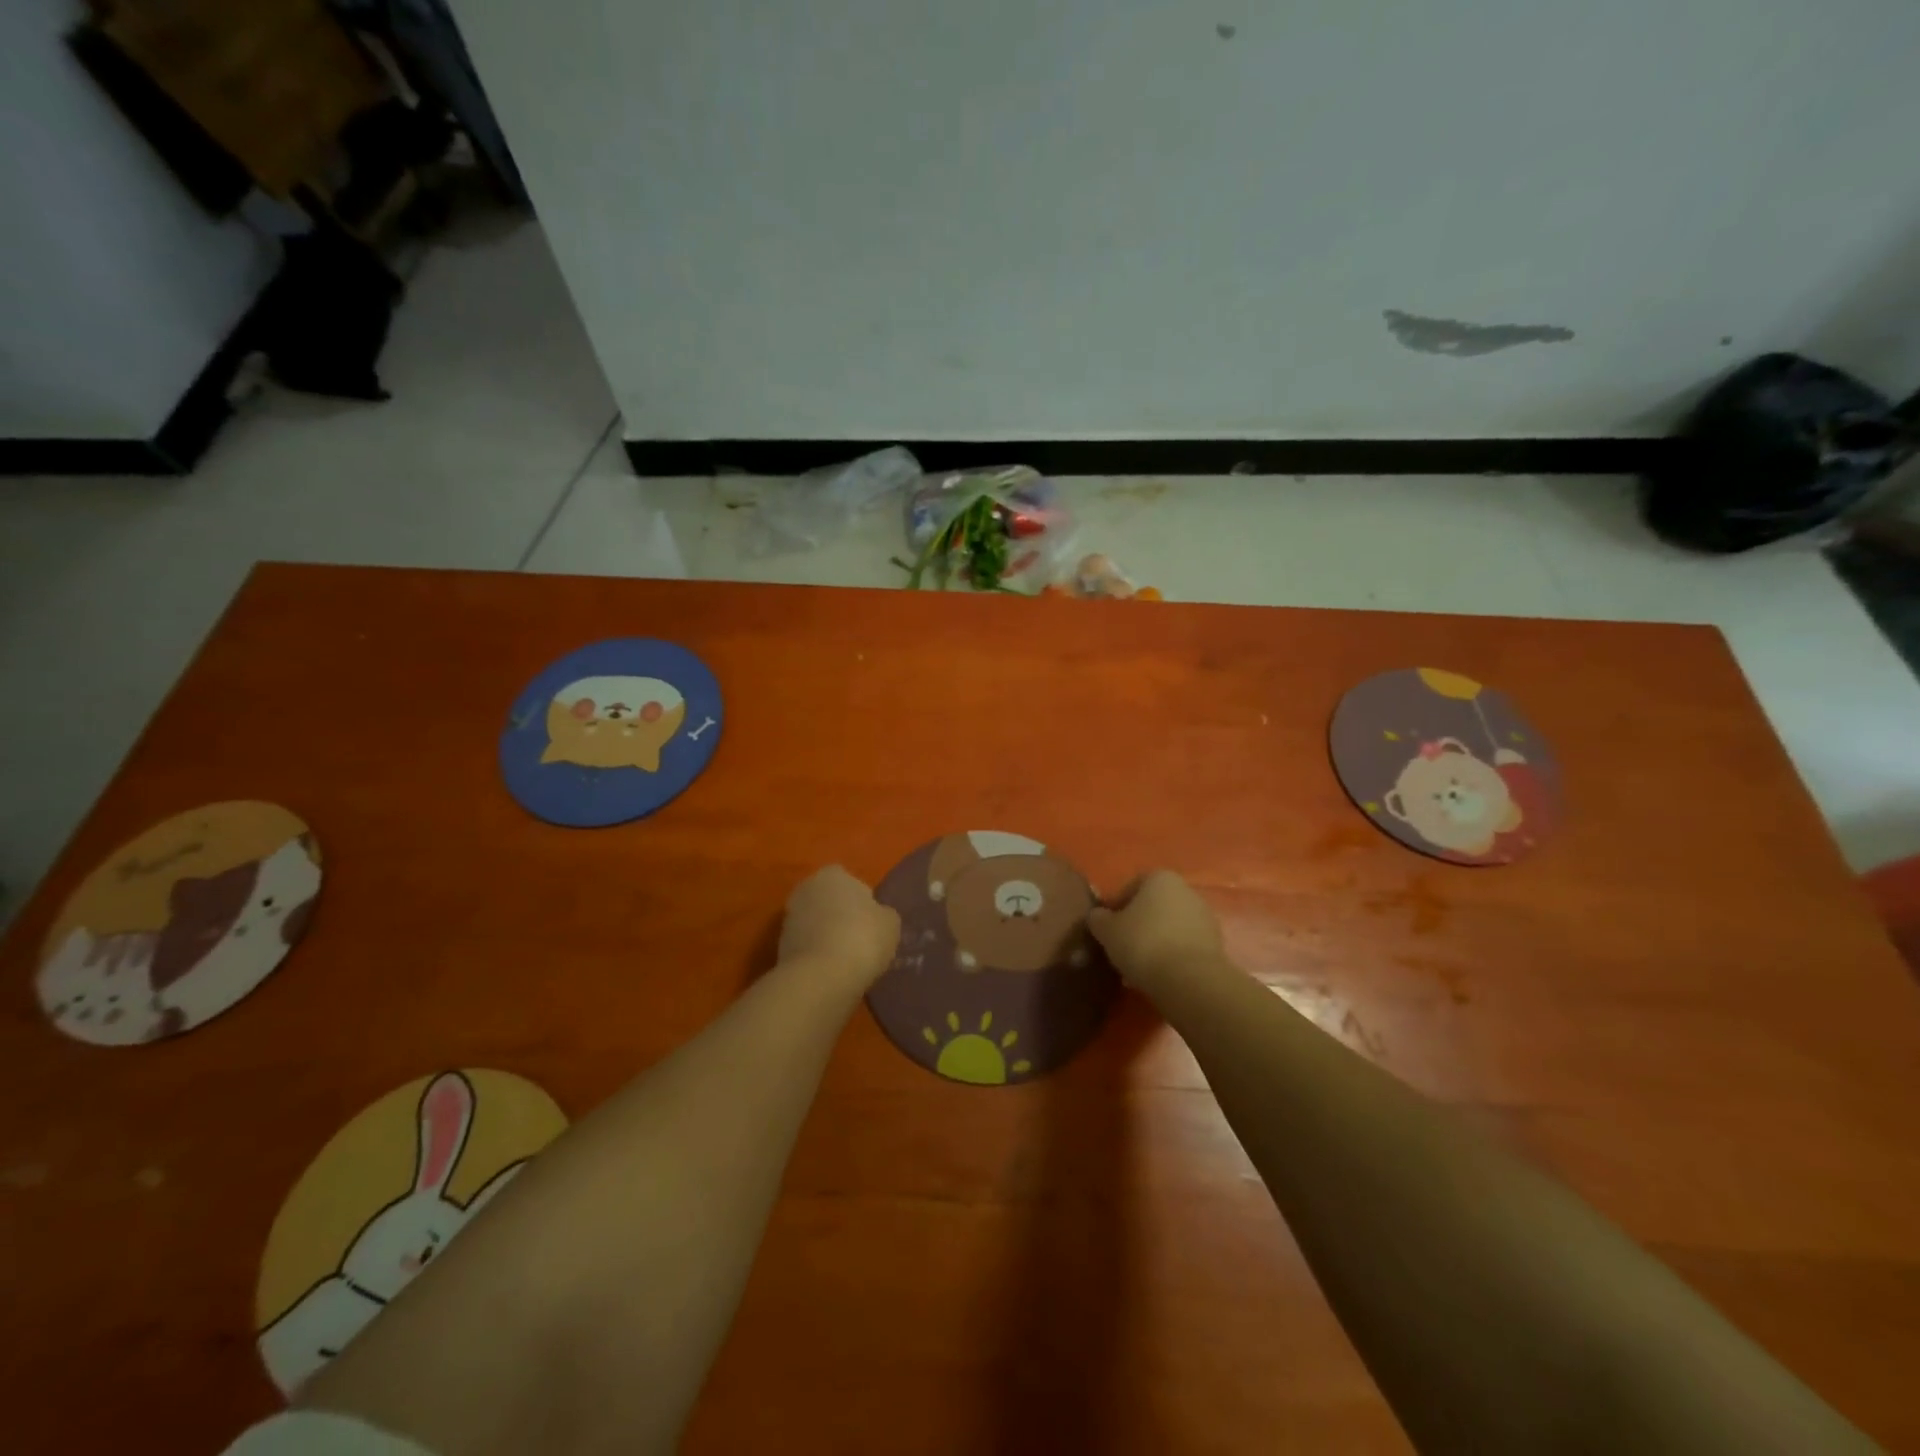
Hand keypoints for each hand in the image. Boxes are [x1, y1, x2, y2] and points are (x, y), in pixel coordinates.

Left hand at [778, 866, 900, 989]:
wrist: (821, 977)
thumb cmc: (862, 938)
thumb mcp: (890, 923)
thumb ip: (882, 913)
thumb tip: (877, 916)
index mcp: (832, 874)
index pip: (849, 880)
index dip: (861, 899)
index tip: (871, 921)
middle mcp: (805, 889)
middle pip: (828, 900)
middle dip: (840, 915)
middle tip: (859, 938)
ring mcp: (788, 919)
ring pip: (814, 923)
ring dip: (826, 935)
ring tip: (846, 959)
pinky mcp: (779, 947)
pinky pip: (806, 946)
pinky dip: (816, 955)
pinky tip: (831, 970)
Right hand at [1087, 870, 1226, 995]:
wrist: (1189, 980)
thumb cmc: (1143, 943)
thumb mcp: (1106, 930)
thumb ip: (1098, 918)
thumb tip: (1098, 916)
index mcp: (1160, 877)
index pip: (1131, 887)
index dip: (1116, 908)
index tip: (1108, 930)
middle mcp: (1186, 890)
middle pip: (1153, 906)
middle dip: (1138, 925)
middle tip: (1121, 949)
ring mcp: (1205, 917)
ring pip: (1170, 927)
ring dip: (1155, 942)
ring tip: (1139, 967)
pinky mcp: (1216, 945)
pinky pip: (1185, 946)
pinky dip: (1172, 956)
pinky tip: (1159, 976)